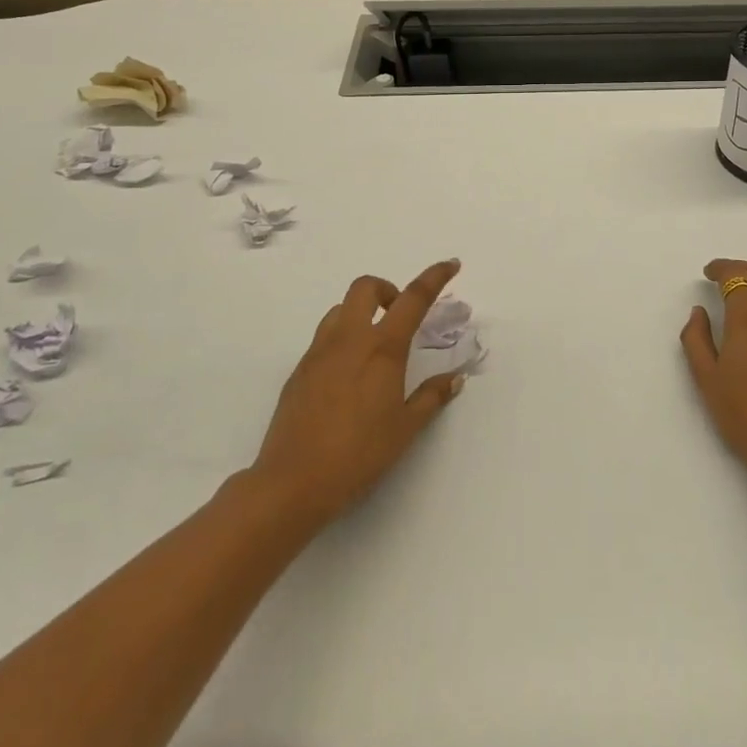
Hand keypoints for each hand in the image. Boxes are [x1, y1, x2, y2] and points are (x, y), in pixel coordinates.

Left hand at [250, 258, 466, 526]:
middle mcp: (349, 339)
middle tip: (400, 316)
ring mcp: (319, 352)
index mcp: (382, 348)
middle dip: (387, 289)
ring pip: (340, 309)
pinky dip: (342, 338)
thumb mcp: (406, 428)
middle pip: (366, 287)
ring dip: (361, 313)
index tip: (451, 264)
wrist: (292, 482)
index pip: (413, 298)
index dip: (435, 277)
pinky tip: (349, 376)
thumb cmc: (359, 454)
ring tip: (374, 347)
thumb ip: (432, 397)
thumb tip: (454, 378)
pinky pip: (324, 337)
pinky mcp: (299, 370)